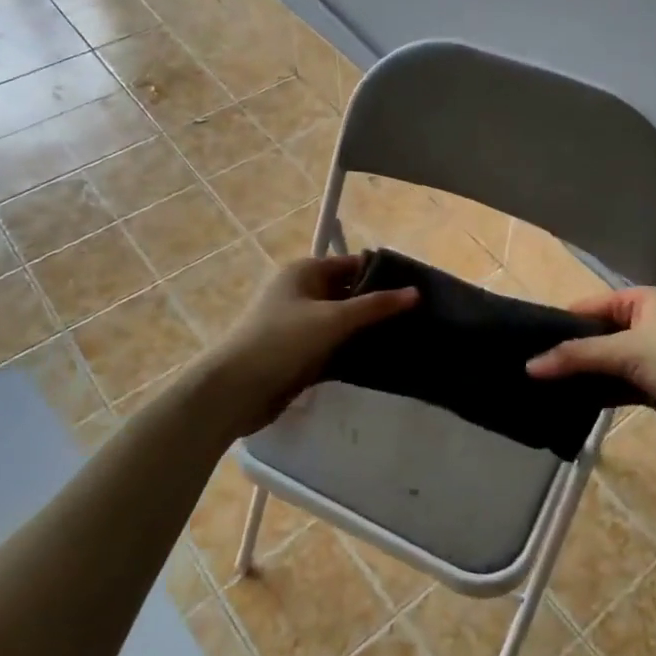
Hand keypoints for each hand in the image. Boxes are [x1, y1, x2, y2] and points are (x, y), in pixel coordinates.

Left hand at [203, 254, 417, 438]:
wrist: (235, 390)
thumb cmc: (282, 341)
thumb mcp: (333, 319)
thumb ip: (376, 306)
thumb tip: (416, 292)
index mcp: (305, 272)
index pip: (353, 265)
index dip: (383, 275)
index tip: (417, 290)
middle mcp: (302, 293)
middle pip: (349, 293)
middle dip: (379, 305)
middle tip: (419, 319)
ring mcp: (300, 325)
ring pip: (343, 323)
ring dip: (368, 331)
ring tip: (408, 339)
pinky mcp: (300, 353)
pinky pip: (334, 346)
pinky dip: (353, 351)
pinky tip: (381, 361)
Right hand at [527, 287, 655, 450]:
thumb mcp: (627, 349)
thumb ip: (578, 356)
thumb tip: (529, 365)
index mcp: (639, 302)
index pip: (588, 308)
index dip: (558, 324)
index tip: (525, 344)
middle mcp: (642, 325)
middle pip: (594, 338)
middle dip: (566, 354)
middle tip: (527, 371)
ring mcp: (648, 359)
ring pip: (604, 366)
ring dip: (580, 378)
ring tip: (538, 390)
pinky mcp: (654, 390)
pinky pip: (616, 389)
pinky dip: (597, 396)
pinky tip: (568, 406)